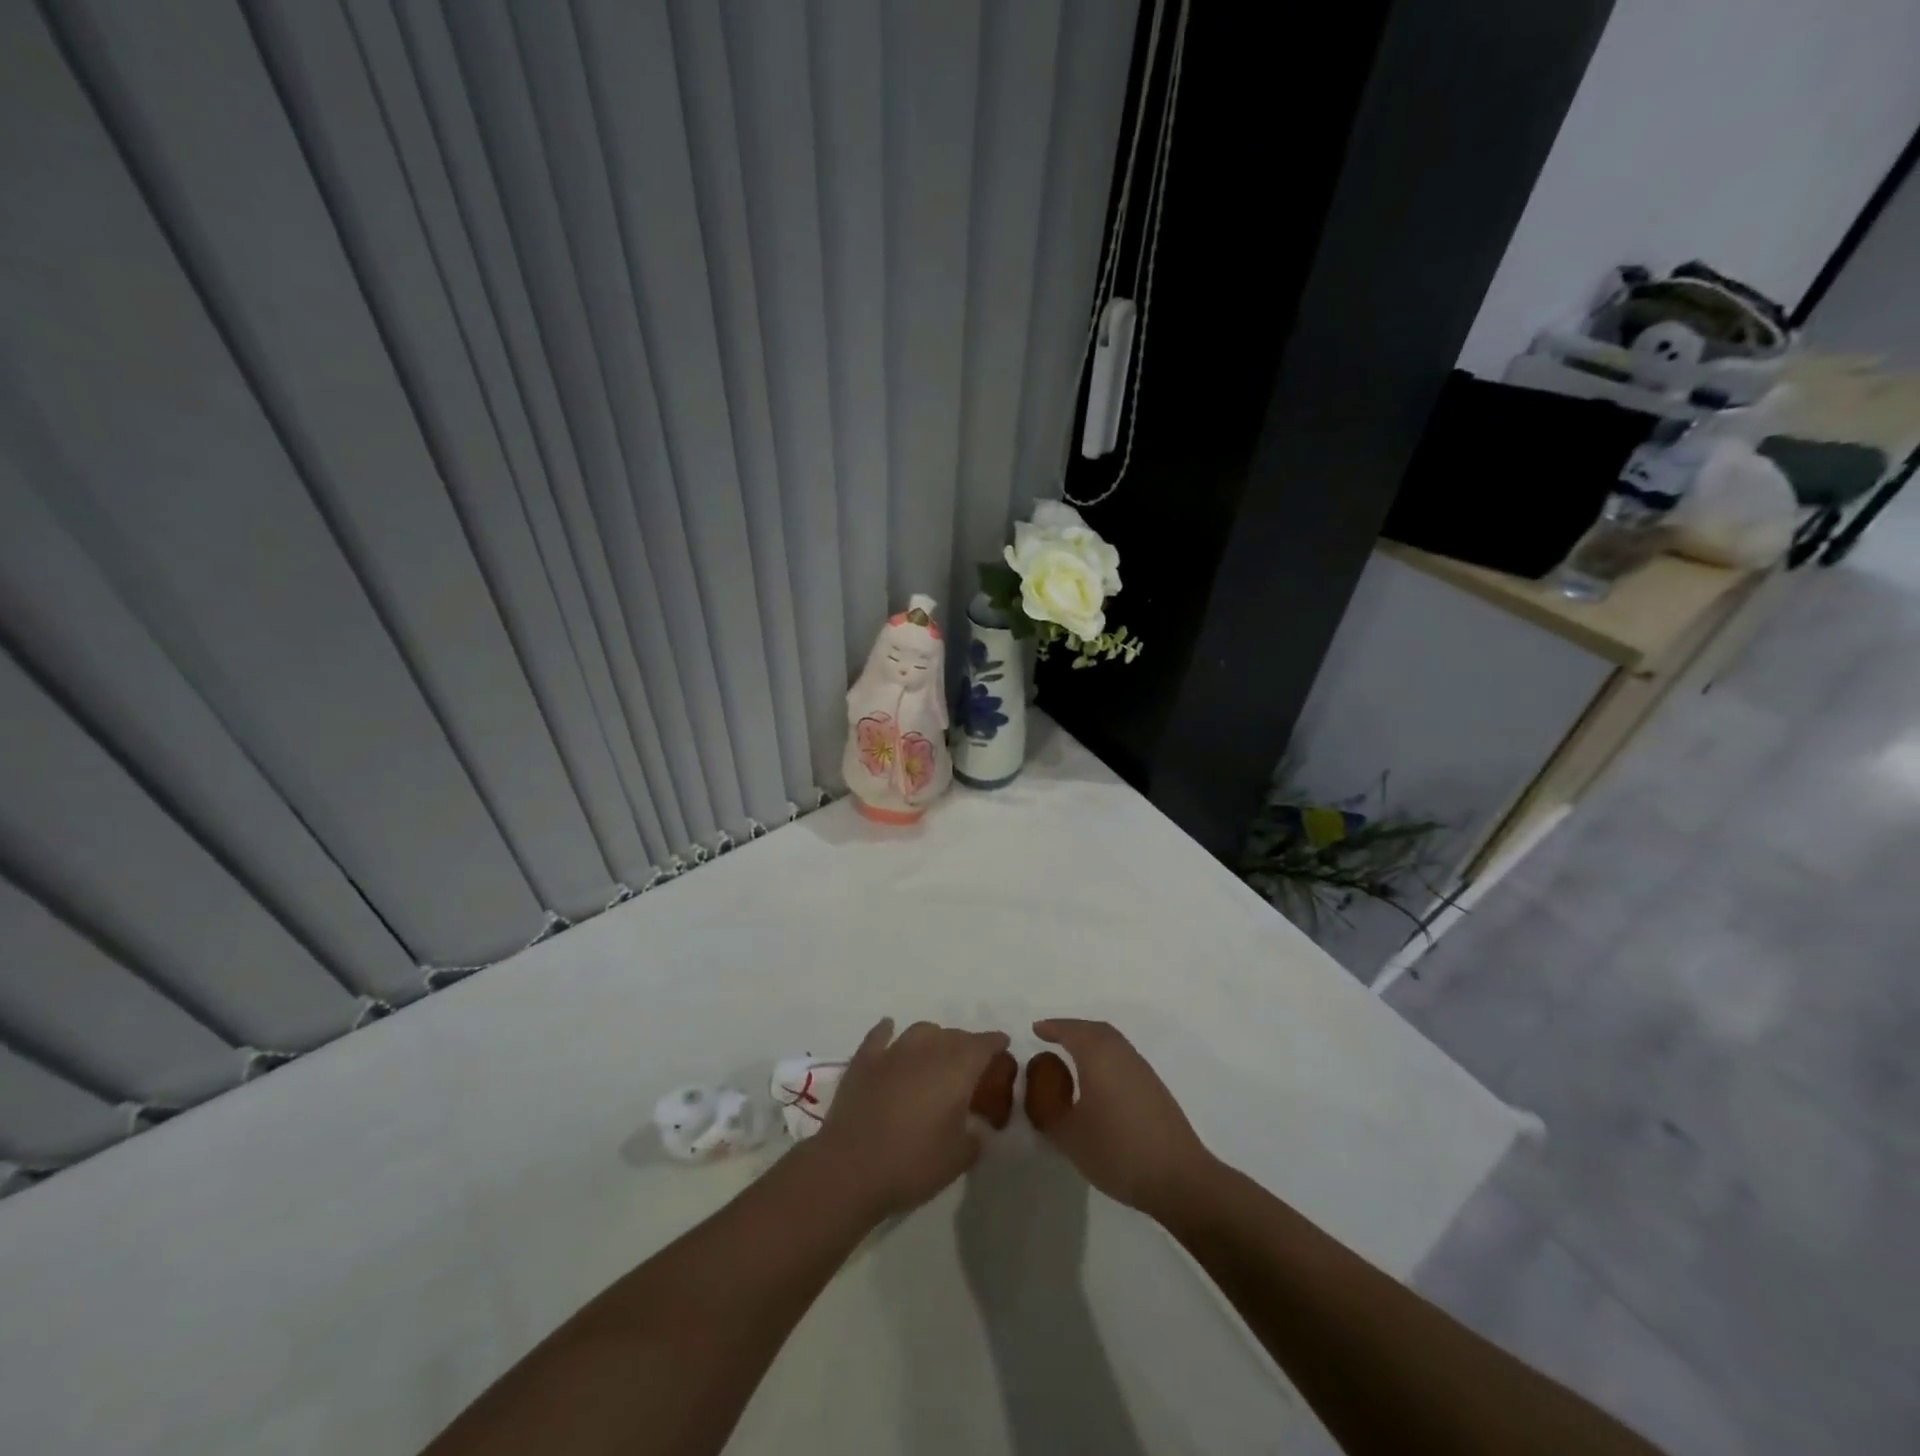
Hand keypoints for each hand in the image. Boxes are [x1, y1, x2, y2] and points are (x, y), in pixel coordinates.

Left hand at [811, 1019, 1010, 1219]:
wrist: (851, 1168)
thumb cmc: (912, 1164)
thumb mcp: (959, 1158)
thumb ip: (975, 1135)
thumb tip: (975, 1124)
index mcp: (956, 1070)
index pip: (982, 1045)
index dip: (995, 1043)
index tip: (1003, 1044)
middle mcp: (927, 1051)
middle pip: (953, 1035)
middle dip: (966, 1044)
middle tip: (970, 1062)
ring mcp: (893, 1052)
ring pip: (921, 1031)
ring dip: (933, 1038)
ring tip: (935, 1053)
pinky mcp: (864, 1061)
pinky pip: (880, 1035)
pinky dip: (888, 1031)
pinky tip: (890, 1030)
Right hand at [1027, 1019, 1214, 1221]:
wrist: (1177, 1178)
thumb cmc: (1117, 1151)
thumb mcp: (1068, 1135)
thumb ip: (1047, 1109)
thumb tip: (1039, 1087)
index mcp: (1098, 1056)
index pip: (1071, 1031)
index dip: (1052, 1028)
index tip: (1036, 1029)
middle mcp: (1122, 1054)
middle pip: (1095, 1030)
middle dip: (1072, 1029)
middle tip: (1052, 1037)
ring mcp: (1142, 1070)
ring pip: (1112, 1043)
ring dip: (1090, 1042)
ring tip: (1072, 1056)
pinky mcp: (1155, 1088)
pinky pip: (1122, 1058)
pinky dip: (1105, 1057)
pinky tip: (1098, 1080)